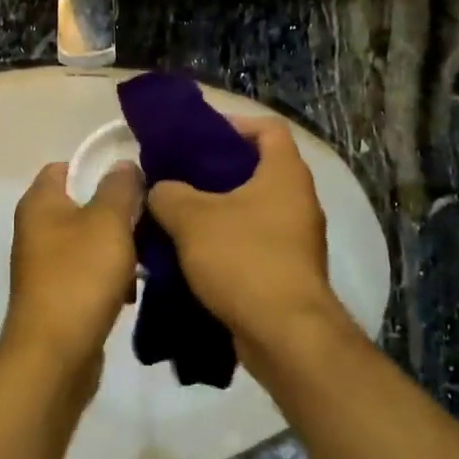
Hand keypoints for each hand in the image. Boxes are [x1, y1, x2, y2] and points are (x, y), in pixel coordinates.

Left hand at [0, 160, 143, 385]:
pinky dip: (109, 276)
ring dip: (118, 246)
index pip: (66, 166)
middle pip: (82, 203)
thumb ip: (119, 187)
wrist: (54, 354)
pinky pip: (88, 272)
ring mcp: (45, 263)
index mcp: (40, 202)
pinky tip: (132, 290)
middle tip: (149, 218)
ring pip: (89, 240)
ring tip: (147, 256)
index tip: (134, 178)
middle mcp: (36, 228)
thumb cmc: (79, 276)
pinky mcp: (58, 294)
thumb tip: (123, 164)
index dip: (99, 167)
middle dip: (117, 210)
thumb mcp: (108, 222)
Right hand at [147, 117, 344, 362]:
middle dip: (214, 171)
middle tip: (176, 175)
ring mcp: (296, 239)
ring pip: (251, 209)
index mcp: (285, 174)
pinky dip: (224, 242)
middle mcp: (298, 200)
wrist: (284, 335)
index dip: (232, 124)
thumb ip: (168, 194)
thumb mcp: (192, 219)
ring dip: (216, 210)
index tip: (197, 136)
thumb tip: (160, 189)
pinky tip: (189, 253)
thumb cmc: (243, 260)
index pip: (267, 128)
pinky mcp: (287, 271)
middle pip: (256, 169)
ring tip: (175, 214)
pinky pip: (252, 242)